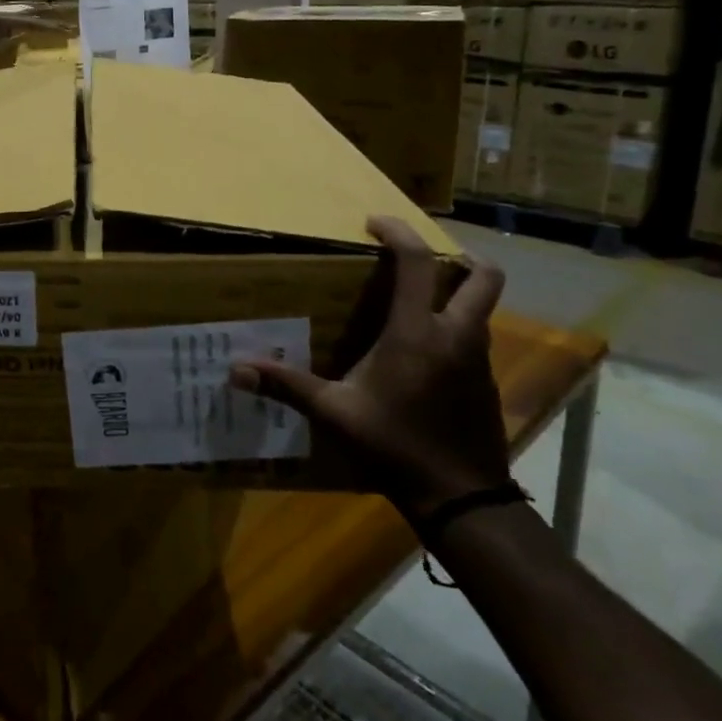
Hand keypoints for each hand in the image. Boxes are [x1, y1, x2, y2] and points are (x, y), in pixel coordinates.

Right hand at [232, 215, 506, 519]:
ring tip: (415, 306)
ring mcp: (477, 360)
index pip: (417, 262)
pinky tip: (423, 355)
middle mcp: (455, 335)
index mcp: (417, 332)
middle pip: (484, 277)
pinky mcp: (486, 383)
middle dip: (461, 257)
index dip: (398, 232)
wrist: (460, 497)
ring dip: (456, 295)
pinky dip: (454, 330)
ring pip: (481, 309)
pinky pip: (474, 339)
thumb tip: (235, 370)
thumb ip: (287, 386)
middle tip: (424, 260)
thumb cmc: (394, 445)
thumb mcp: (334, 413)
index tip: (374, 223)